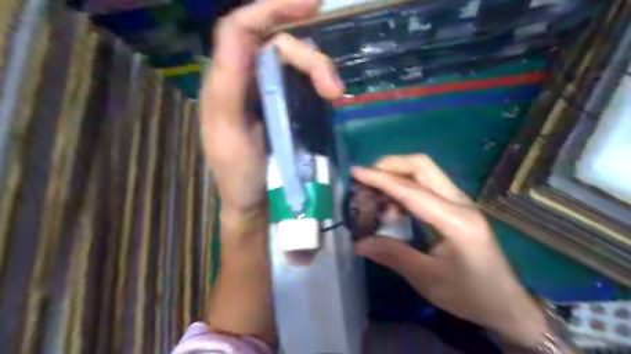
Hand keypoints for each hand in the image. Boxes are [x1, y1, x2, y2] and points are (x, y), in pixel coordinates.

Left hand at [200, 0, 343, 223]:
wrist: (257, 204)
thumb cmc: (239, 176)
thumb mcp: (226, 136)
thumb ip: (226, 87)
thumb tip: (242, 36)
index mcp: (225, 84)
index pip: (242, 30)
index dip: (272, 9)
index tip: (312, 5)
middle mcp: (247, 81)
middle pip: (278, 46)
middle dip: (310, 59)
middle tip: (334, 90)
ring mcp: (270, 94)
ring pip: (296, 62)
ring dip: (320, 71)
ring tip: (335, 97)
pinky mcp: (288, 108)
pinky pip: (305, 82)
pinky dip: (320, 83)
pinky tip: (330, 97)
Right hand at [353, 155, 550, 347]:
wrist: (505, 302)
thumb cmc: (469, 294)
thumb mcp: (427, 279)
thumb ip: (393, 255)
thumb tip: (360, 243)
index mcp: (456, 222)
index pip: (411, 191)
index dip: (381, 180)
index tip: (356, 172)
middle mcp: (460, 203)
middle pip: (422, 165)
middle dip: (390, 165)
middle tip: (366, 179)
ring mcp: (460, 201)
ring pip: (424, 171)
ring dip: (396, 175)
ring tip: (377, 198)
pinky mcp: (456, 205)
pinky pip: (427, 184)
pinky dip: (405, 187)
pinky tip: (394, 208)